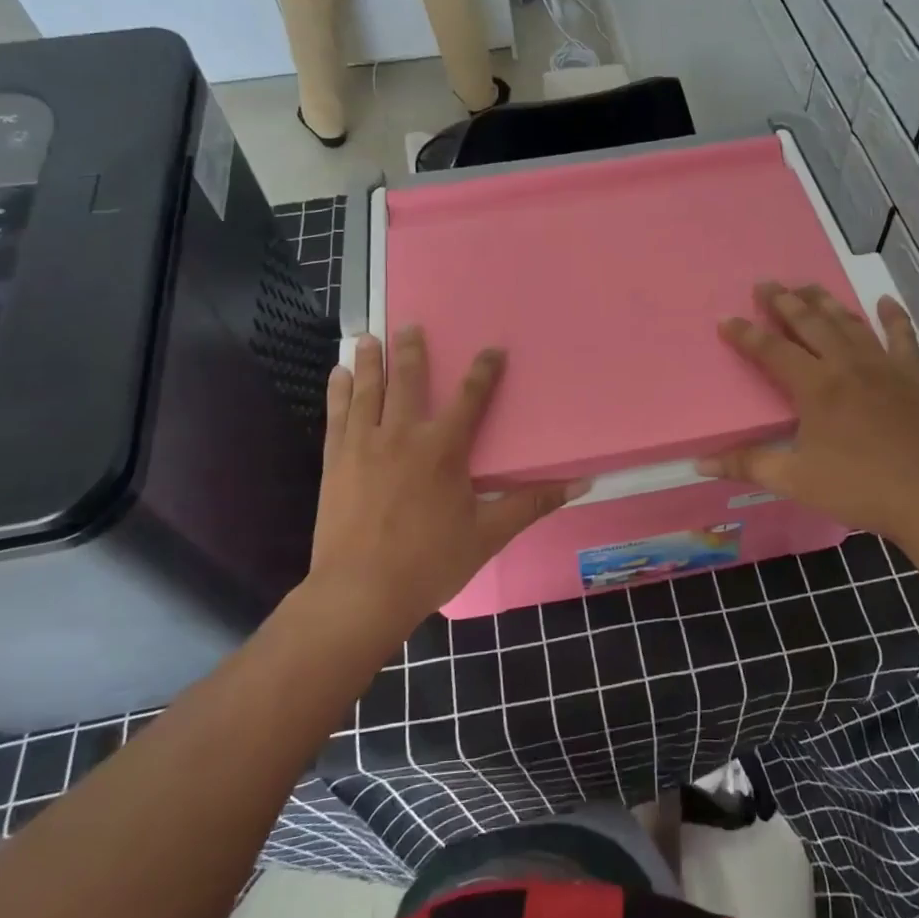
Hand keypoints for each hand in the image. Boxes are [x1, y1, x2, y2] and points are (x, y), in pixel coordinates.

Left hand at [306, 329, 584, 637]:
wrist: (361, 591)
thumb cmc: (431, 562)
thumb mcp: (488, 533)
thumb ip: (532, 503)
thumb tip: (582, 483)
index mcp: (444, 449)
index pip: (471, 398)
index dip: (484, 371)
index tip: (492, 349)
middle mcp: (403, 435)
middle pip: (410, 381)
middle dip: (412, 351)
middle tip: (409, 325)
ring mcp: (364, 445)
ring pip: (368, 390)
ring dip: (371, 361)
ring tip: (369, 337)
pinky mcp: (336, 461)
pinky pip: (337, 415)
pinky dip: (338, 392)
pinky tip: (337, 375)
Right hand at [700, 283, 918, 546]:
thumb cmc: (857, 489)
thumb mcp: (795, 480)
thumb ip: (747, 465)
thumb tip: (700, 463)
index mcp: (816, 387)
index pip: (772, 350)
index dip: (746, 334)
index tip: (725, 319)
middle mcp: (847, 365)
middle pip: (810, 323)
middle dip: (783, 302)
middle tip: (764, 284)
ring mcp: (884, 366)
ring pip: (849, 322)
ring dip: (825, 301)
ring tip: (806, 286)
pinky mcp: (914, 376)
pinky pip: (903, 337)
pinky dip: (893, 316)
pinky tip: (885, 301)